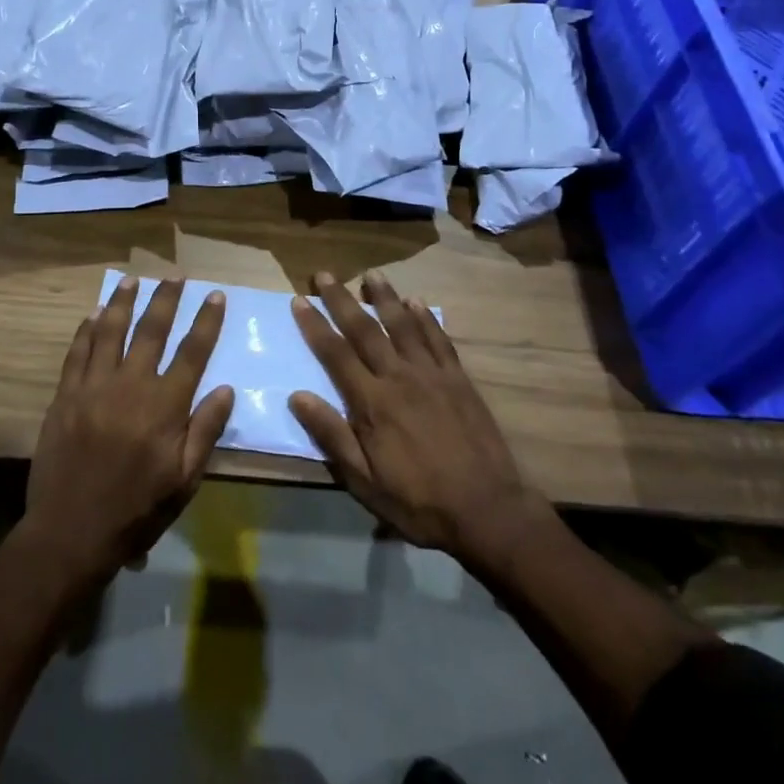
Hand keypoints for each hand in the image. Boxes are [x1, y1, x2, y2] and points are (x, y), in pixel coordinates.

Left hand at [24, 276, 234, 585]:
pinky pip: (77, 352)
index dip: (206, 321)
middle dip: (166, 299)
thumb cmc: (136, 511)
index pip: (192, 352)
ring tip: (132, 279)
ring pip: (110, 331)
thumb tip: (225, 388)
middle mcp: (131, 385)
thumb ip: (205, 431)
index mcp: (164, 406)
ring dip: (123, 302)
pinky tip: (93, 315)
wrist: (70, 532)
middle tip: (175, 275)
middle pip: (152, 330)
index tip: (214, 295)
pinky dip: (86, 330)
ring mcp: (94, 387)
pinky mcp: (65, 395)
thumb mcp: (184, 481)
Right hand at [288, 271, 535, 562]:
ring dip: (384, 297)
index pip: (335, 353)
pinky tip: (416, 302)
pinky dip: (425, 317)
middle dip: (341, 300)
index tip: (299, 299)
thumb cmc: (418, 501)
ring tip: (371, 273)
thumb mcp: (365, 481)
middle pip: (364, 329)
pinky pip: (438, 339)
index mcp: (372, 401)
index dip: (315, 325)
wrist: (487, 509)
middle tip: (325, 274)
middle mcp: (399, 376)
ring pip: (402, 324)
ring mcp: (431, 374)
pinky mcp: (458, 379)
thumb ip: (332, 435)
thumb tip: (296, 396)